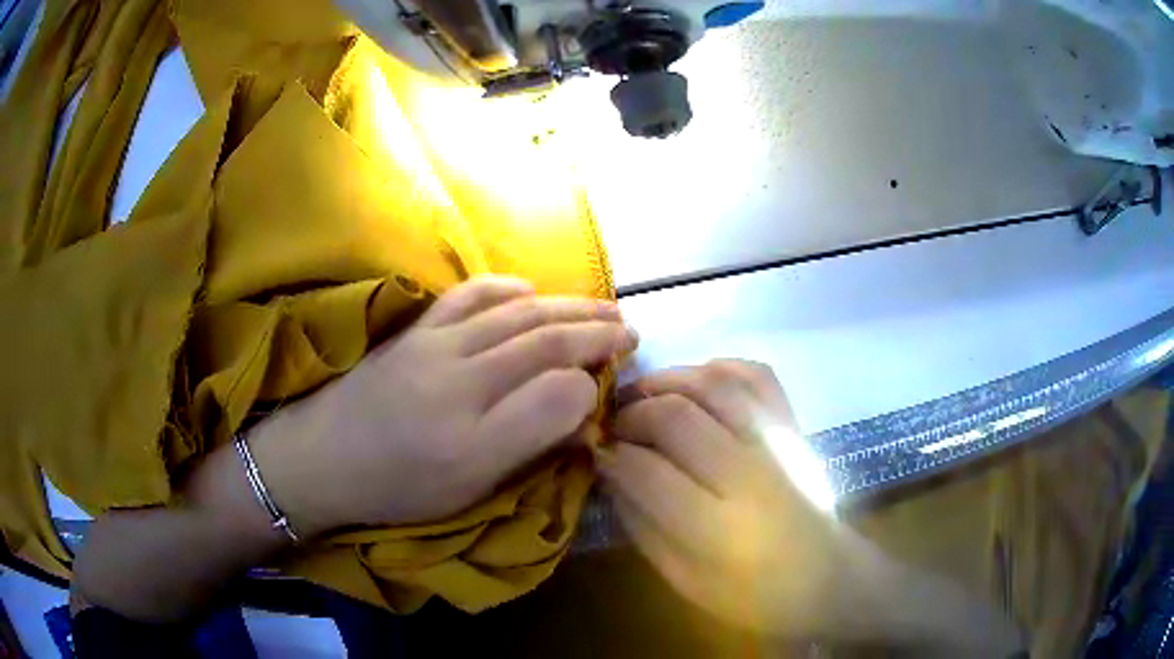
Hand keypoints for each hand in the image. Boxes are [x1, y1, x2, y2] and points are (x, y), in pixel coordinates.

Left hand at [249, 276, 636, 536]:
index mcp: (474, 436)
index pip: (556, 393)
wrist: (321, 458)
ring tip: (603, 306)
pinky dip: (508, 289)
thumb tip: (573, 411)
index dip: (593, 384)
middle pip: (543, 340)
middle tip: (630, 330)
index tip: (612, 385)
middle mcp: (460, 379)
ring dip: (567, 305)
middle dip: (595, 331)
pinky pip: (470, 296)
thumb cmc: (398, 487)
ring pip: (517, 314)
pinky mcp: (417, 330)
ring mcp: (435, 344)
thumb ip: (526, 449)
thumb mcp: (467, 492)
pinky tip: (530, 291)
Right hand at [599, 360, 851, 635]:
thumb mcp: (684, 579)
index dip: (611, 454)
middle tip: (615, 425)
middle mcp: (750, 475)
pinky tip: (697, 381)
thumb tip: (609, 471)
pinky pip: (757, 374)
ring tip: (644, 396)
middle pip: (677, 417)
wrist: (828, 577)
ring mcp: (778, 443)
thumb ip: (642, 525)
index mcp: (718, 528)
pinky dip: (721, 366)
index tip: (596, 451)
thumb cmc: (753, 594)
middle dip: (632, 414)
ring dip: (668, 380)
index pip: (647, 470)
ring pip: (714, 384)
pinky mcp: (795, 426)